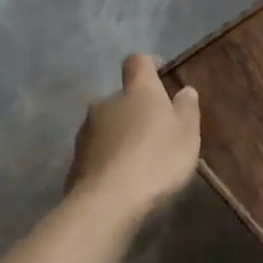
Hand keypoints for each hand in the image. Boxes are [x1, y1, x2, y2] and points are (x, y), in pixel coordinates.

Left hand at [66, 55, 201, 218]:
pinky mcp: (75, 159)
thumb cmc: (157, 159)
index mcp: (137, 91)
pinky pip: (98, 151)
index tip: (161, 75)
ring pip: (109, 125)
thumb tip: (185, 90)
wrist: (109, 201)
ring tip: (141, 161)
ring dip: (123, 135)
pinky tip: (124, 179)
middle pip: (123, 97)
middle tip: (158, 133)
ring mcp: (86, 131)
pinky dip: (111, 158)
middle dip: (138, 110)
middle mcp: (106, 102)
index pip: (138, 61)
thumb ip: (187, 109)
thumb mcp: (187, 135)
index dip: (149, 65)